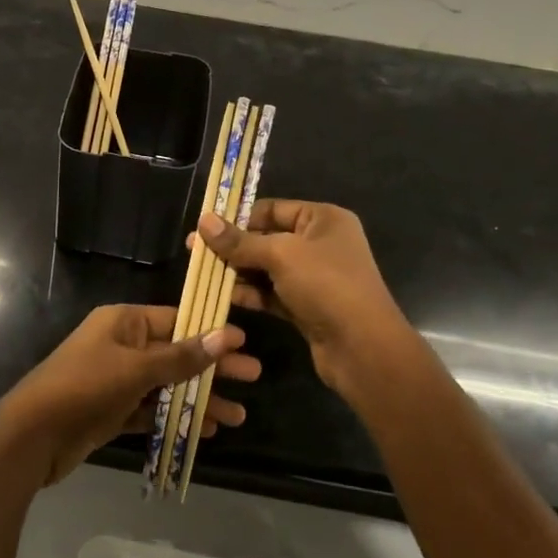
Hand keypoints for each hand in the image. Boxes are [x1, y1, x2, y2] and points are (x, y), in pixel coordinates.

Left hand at [0, 304, 261, 485]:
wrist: (33, 435)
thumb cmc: (84, 387)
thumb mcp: (136, 369)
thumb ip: (181, 357)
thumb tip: (224, 336)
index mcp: (124, 322)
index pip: (176, 320)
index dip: (210, 331)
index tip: (244, 343)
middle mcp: (122, 345)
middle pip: (177, 353)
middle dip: (213, 368)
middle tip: (254, 377)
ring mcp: (117, 380)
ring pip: (168, 385)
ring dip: (200, 399)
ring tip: (238, 417)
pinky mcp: (113, 411)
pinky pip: (152, 410)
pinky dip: (176, 418)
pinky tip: (205, 430)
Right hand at [197, 200, 419, 398]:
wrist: (363, 348)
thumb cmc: (326, 286)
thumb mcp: (280, 255)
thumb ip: (239, 241)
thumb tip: (203, 220)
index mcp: (323, 219)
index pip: (272, 209)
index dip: (238, 217)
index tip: (205, 228)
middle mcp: (320, 244)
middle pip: (267, 238)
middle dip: (233, 247)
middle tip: (195, 253)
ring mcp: (314, 277)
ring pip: (267, 268)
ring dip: (238, 272)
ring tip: (203, 276)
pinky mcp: (307, 306)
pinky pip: (272, 293)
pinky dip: (251, 294)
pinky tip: (225, 297)